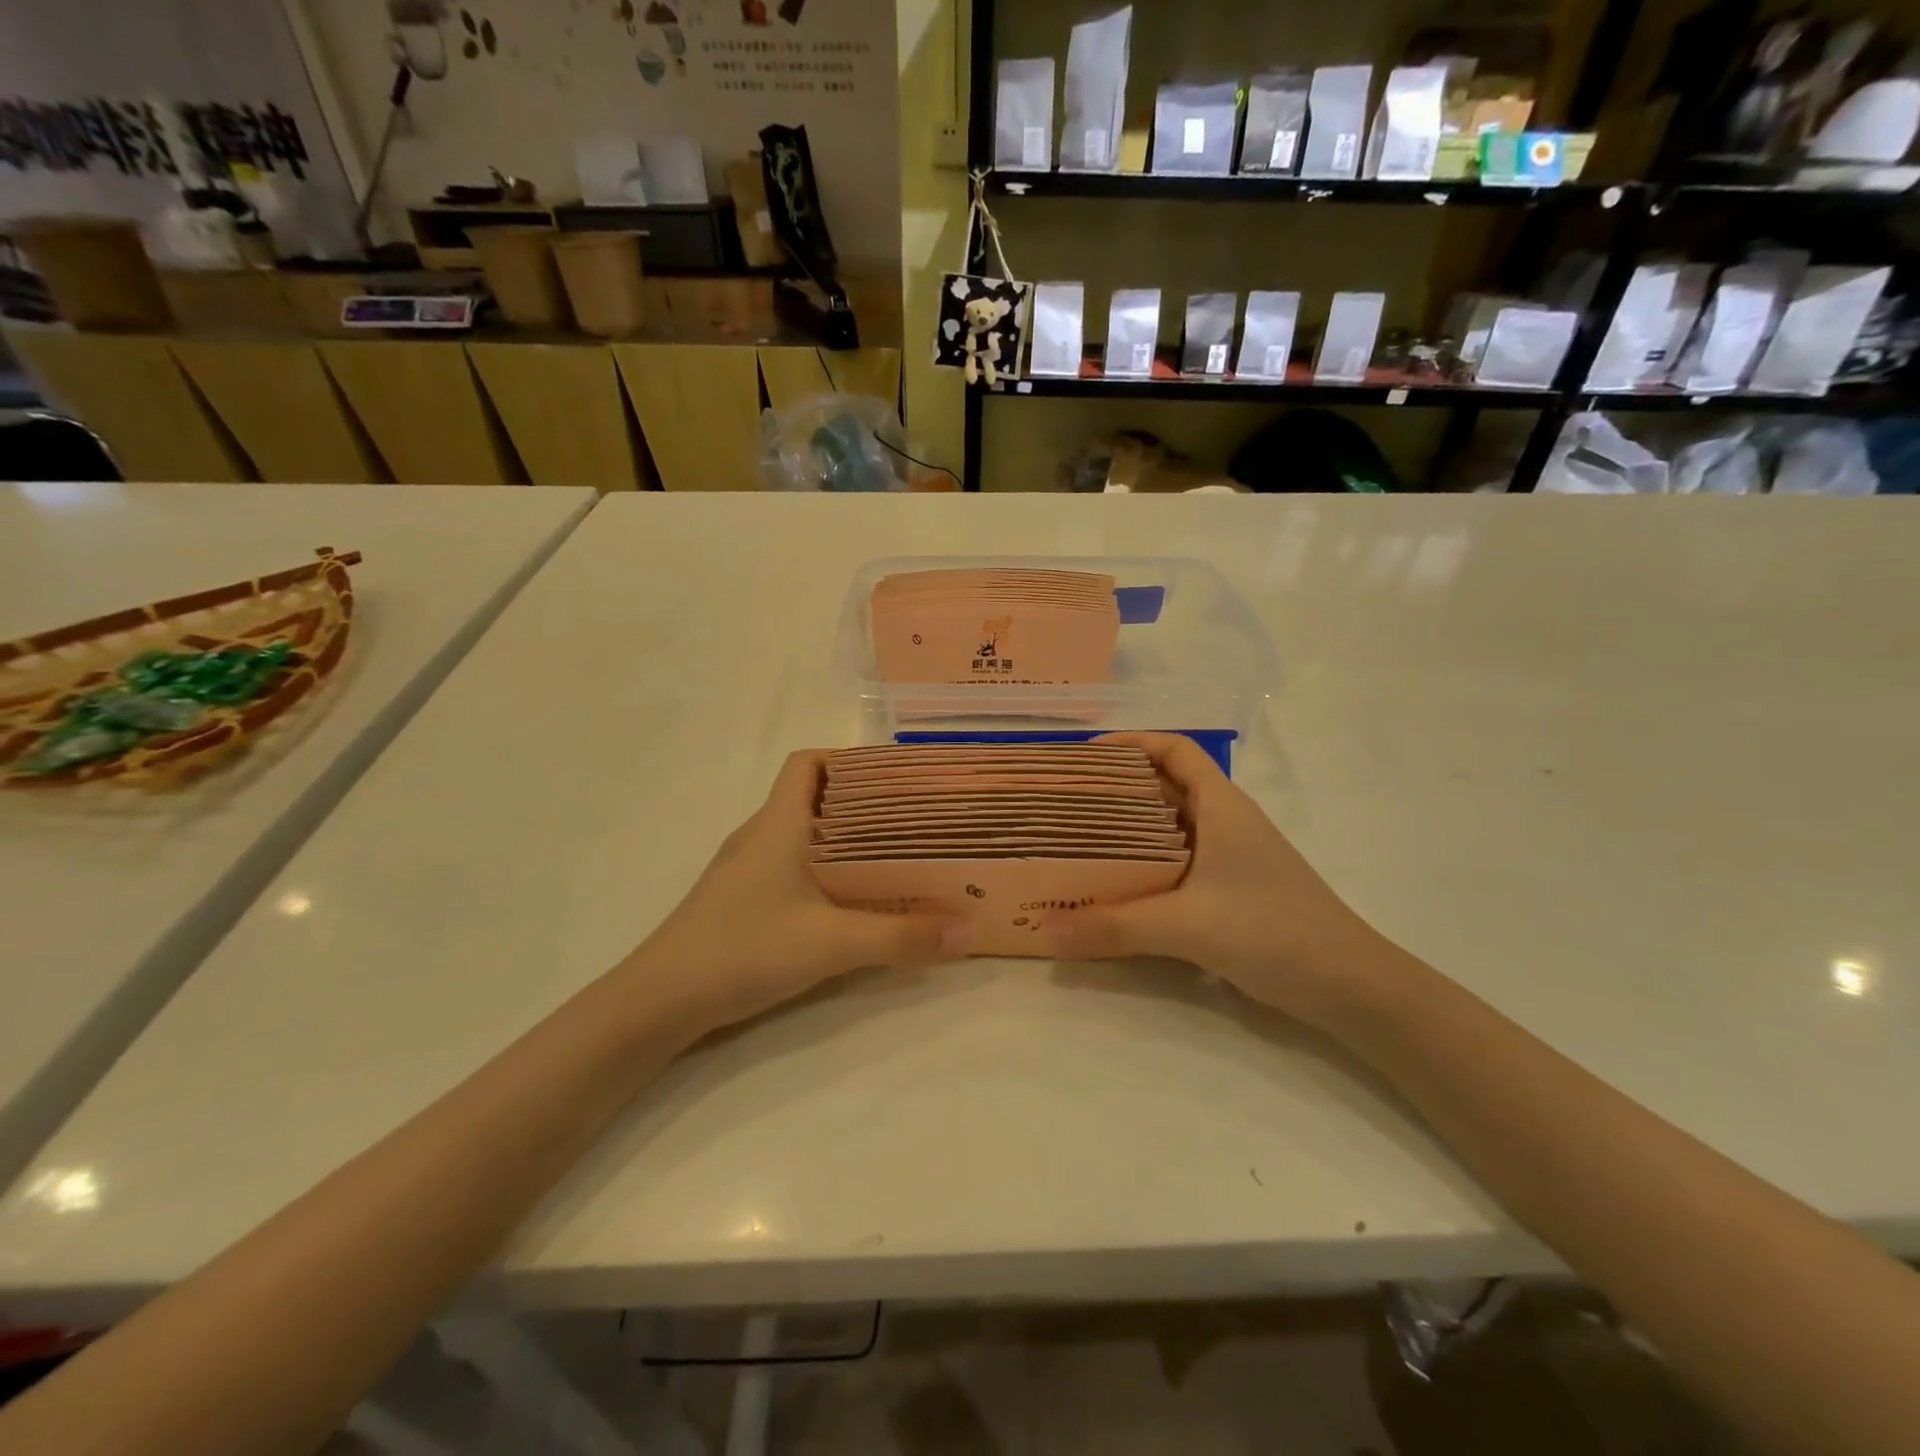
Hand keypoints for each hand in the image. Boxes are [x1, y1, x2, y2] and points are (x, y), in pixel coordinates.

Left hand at [628, 750, 967, 1032]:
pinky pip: (789, 868)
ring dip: (842, 841)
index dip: (848, 760)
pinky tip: (845, 903)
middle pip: (812, 798)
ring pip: (801, 836)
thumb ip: (902, 937)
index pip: (808, 762)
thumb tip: (968, 930)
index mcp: (778, 823)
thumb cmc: (744, 948)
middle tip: (911, 822)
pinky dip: (822, 872)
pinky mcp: (739, 901)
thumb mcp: (832, 943)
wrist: (660, 1001)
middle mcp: (759, 835)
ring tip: (891, 859)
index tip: (894, 779)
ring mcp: (744, 870)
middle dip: (861, 804)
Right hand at [1037, 733, 1389, 1028]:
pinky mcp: (1230, 891)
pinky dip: (1143, 865)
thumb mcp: (1188, 926)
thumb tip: (1047, 933)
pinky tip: (1116, 887)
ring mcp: (1230, 858)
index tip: (1082, 758)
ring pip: (1169, 827)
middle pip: (1164, 786)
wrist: (1352, 988)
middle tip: (1065, 802)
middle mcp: (1225, 822)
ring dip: (1127, 829)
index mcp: (1221, 806)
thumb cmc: (1274, 932)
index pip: (1174, 750)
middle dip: (1115, 788)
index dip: (1130, 744)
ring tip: (1077, 841)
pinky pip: (1176, 863)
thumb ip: (1115, 927)